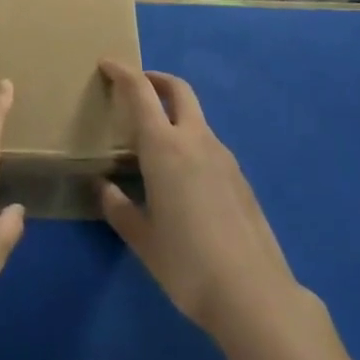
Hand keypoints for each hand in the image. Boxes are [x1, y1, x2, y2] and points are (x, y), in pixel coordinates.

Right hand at [98, 61, 301, 339]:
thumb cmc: (187, 264)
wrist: (255, 296)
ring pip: (196, 117)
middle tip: (136, 87)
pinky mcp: (240, 178)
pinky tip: (183, 175)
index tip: (106, 63)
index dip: (123, 72)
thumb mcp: (143, 240)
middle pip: (178, 89)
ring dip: (174, 112)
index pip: (141, 92)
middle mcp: (195, 140)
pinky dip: (190, 140)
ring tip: (155, 139)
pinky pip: (209, 144)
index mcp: (165, 147)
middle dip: (156, 79)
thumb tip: (104, 187)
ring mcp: (224, 157)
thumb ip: (119, 209)